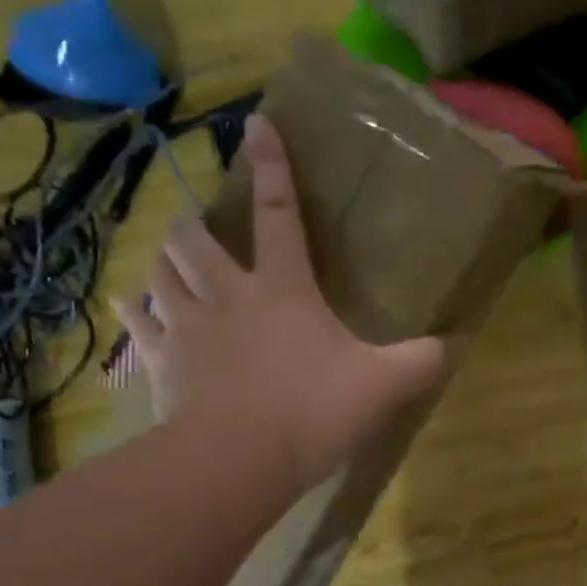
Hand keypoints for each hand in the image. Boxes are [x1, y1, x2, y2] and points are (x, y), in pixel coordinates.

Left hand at [113, 116, 448, 493]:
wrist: (236, 462)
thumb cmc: (312, 411)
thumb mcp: (384, 385)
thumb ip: (422, 361)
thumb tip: (457, 343)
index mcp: (283, 289)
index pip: (280, 214)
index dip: (272, 167)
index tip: (256, 123)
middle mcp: (228, 295)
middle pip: (196, 240)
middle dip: (195, 223)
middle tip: (200, 225)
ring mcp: (188, 328)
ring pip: (161, 272)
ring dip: (164, 259)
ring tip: (171, 257)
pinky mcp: (162, 363)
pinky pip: (138, 325)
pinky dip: (133, 310)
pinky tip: (129, 303)